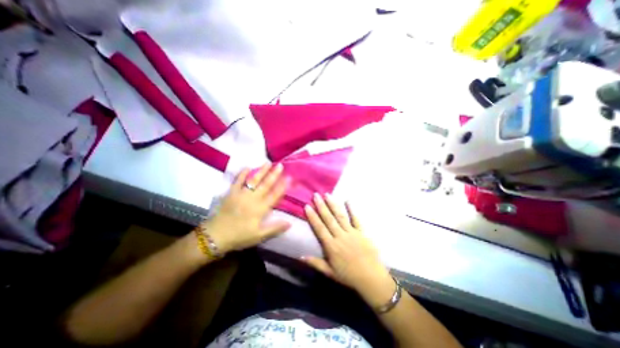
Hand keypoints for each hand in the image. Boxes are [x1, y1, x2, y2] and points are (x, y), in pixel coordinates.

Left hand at [201, 163, 292, 254]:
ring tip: (268, 162)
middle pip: (265, 185)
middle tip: (280, 165)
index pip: (274, 195)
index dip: (283, 186)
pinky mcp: (231, 193)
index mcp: (260, 209)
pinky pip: (237, 181)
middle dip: (274, 174)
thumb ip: (275, 228)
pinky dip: (242, 174)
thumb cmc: (239, 236)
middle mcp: (252, 199)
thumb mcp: (259, 236)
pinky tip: (247, 167)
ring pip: (253, 181)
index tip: (289, 178)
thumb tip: (290, 223)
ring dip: (261, 171)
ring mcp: (241, 194)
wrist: (215, 236)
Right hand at [303, 194, 393, 308]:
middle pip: (329, 219)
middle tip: (316, 195)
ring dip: (333, 205)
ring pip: (340, 216)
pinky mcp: (362, 232)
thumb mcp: (330, 273)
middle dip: (321, 206)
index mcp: (331, 246)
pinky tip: (348, 200)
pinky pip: (356, 219)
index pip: (319, 228)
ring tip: (327, 195)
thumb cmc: (349, 276)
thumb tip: (300, 257)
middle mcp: (340, 236)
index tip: (307, 206)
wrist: (371, 278)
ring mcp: (352, 233)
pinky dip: (352, 210)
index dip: (313, 217)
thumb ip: (315, 263)